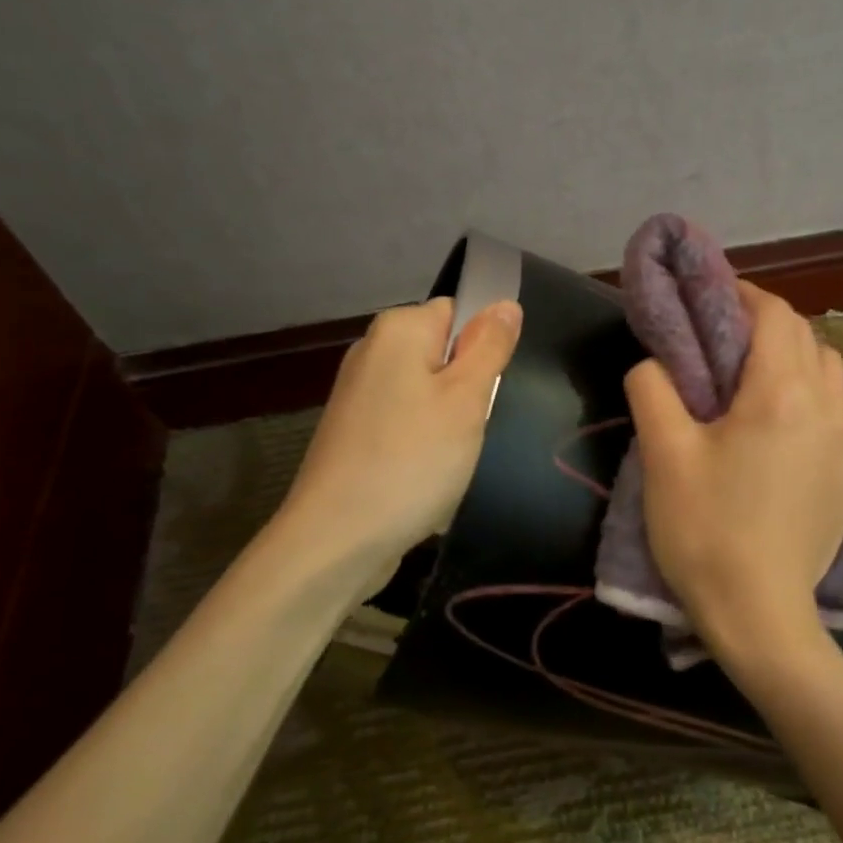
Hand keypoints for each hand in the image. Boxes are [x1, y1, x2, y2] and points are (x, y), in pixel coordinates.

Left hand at [278, 296, 521, 575]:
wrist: (336, 539)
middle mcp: (372, 351)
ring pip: (429, 395)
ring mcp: (359, 394)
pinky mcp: (354, 433)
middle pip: (444, 354)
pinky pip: (407, 425)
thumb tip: (506, 303)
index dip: (482, 347)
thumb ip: (489, 346)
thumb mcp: (467, 399)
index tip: (488, 390)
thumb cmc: (412, 460)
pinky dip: (423, 447)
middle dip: (467, 390)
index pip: (459, 311)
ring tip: (450, 459)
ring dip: (449, 424)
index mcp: (397, 330)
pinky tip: (425, 478)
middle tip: (472, 427)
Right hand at [625, 282, 842, 671]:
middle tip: (724, 340)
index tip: (712, 298)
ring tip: (763, 378)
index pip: (774, 315)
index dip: (743, 295)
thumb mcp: (663, 454)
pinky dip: (832, 396)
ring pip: (834, 369)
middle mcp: (827, 405)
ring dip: (800, 357)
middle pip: (805, 337)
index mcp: (780, 392)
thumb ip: (653, 388)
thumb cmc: (705, 529)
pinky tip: (808, 418)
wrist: (758, 611)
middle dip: (766, 324)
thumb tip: (655, 362)